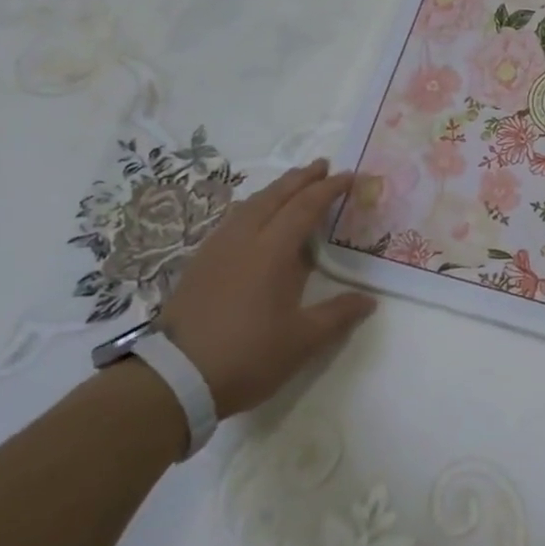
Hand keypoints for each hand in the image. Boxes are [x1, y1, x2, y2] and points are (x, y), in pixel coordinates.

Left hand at [160, 159, 375, 417]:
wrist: (174, 379)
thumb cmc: (247, 356)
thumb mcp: (303, 341)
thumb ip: (338, 314)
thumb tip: (369, 300)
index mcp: (272, 251)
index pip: (305, 207)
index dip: (329, 189)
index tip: (351, 176)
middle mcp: (243, 240)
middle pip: (274, 196)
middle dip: (300, 178)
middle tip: (322, 165)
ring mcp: (216, 250)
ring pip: (249, 205)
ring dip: (275, 190)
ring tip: (292, 186)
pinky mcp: (199, 264)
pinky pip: (232, 221)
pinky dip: (253, 208)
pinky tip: (255, 220)